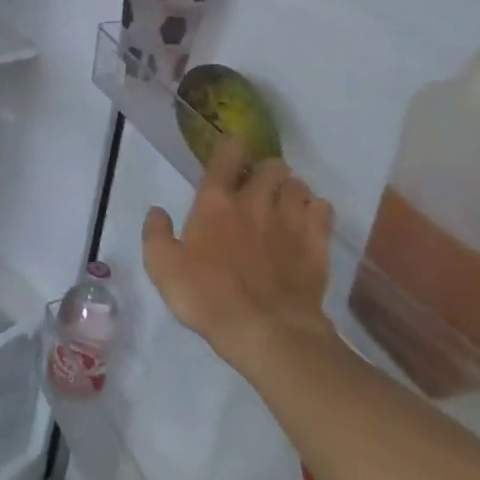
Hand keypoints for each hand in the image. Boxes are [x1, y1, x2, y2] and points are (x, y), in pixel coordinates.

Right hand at [142, 137, 340, 374]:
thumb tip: (157, 211)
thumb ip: (156, 235)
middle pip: (271, 165)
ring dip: (291, 189)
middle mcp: (255, 201)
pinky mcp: (317, 243)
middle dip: (266, 170)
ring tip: (285, 205)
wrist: (267, 332)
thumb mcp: (163, 269)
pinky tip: (309, 224)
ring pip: (298, 184)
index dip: (232, 147)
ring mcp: (290, 220)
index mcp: (216, 203)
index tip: (234, 150)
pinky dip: (316, 210)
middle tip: (259, 188)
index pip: (226, 156)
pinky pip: (323, 210)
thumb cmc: (208, 298)